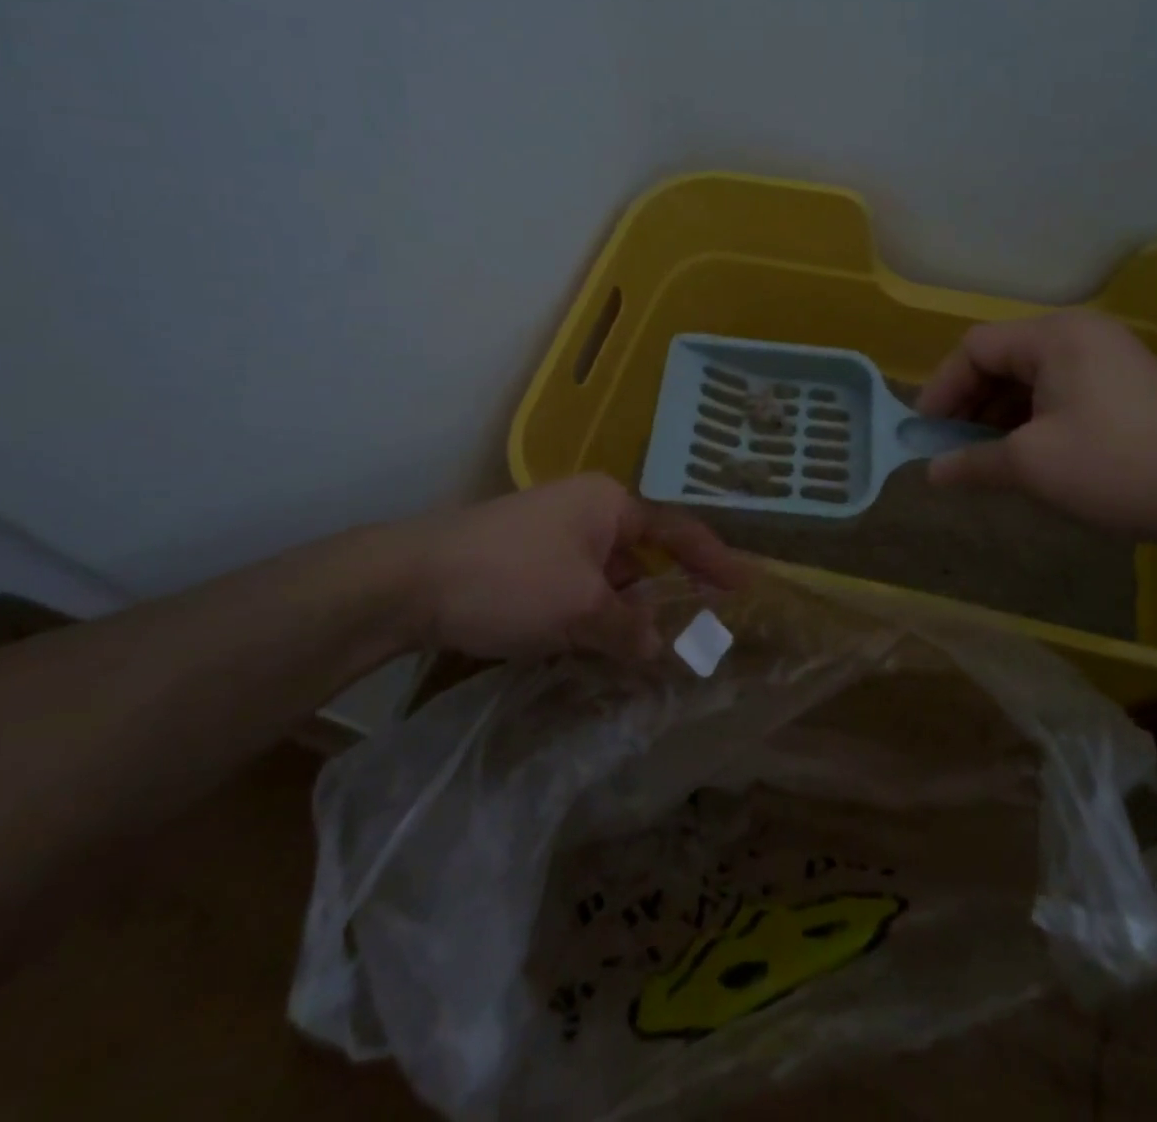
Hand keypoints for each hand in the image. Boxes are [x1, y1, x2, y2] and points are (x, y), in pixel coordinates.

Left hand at [407, 475, 749, 659]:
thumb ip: (630, 630)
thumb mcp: (581, 610)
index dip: (715, 560)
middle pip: (644, 555)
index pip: (679, 531)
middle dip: (667, 596)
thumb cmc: (511, 580)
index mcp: (610, 503)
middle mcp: (587, 509)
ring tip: (649, 654)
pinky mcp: (526, 559)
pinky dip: (594, 615)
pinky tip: (599, 648)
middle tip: (697, 633)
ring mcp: (554, 533)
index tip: (747, 586)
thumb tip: (658, 648)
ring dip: (627, 612)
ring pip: (609, 576)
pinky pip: (579, 586)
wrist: (409, 581)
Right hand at [915, 310, 1156, 547]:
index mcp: (1055, 336)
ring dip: (998, 416)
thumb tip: (931, 472)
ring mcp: (1105, 359)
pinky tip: (1024, 456)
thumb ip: (972, 462)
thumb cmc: (1118, 466)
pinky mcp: (1122, 388)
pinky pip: (1057, 393)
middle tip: (951, 448)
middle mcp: (1079, 335)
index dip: (942, 389)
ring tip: (984, 457)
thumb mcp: (1032, 466)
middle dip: (969, 404)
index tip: (925, 434)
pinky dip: (1031, 421)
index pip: (975, 348)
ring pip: (1029, 379)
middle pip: (1001, 360)